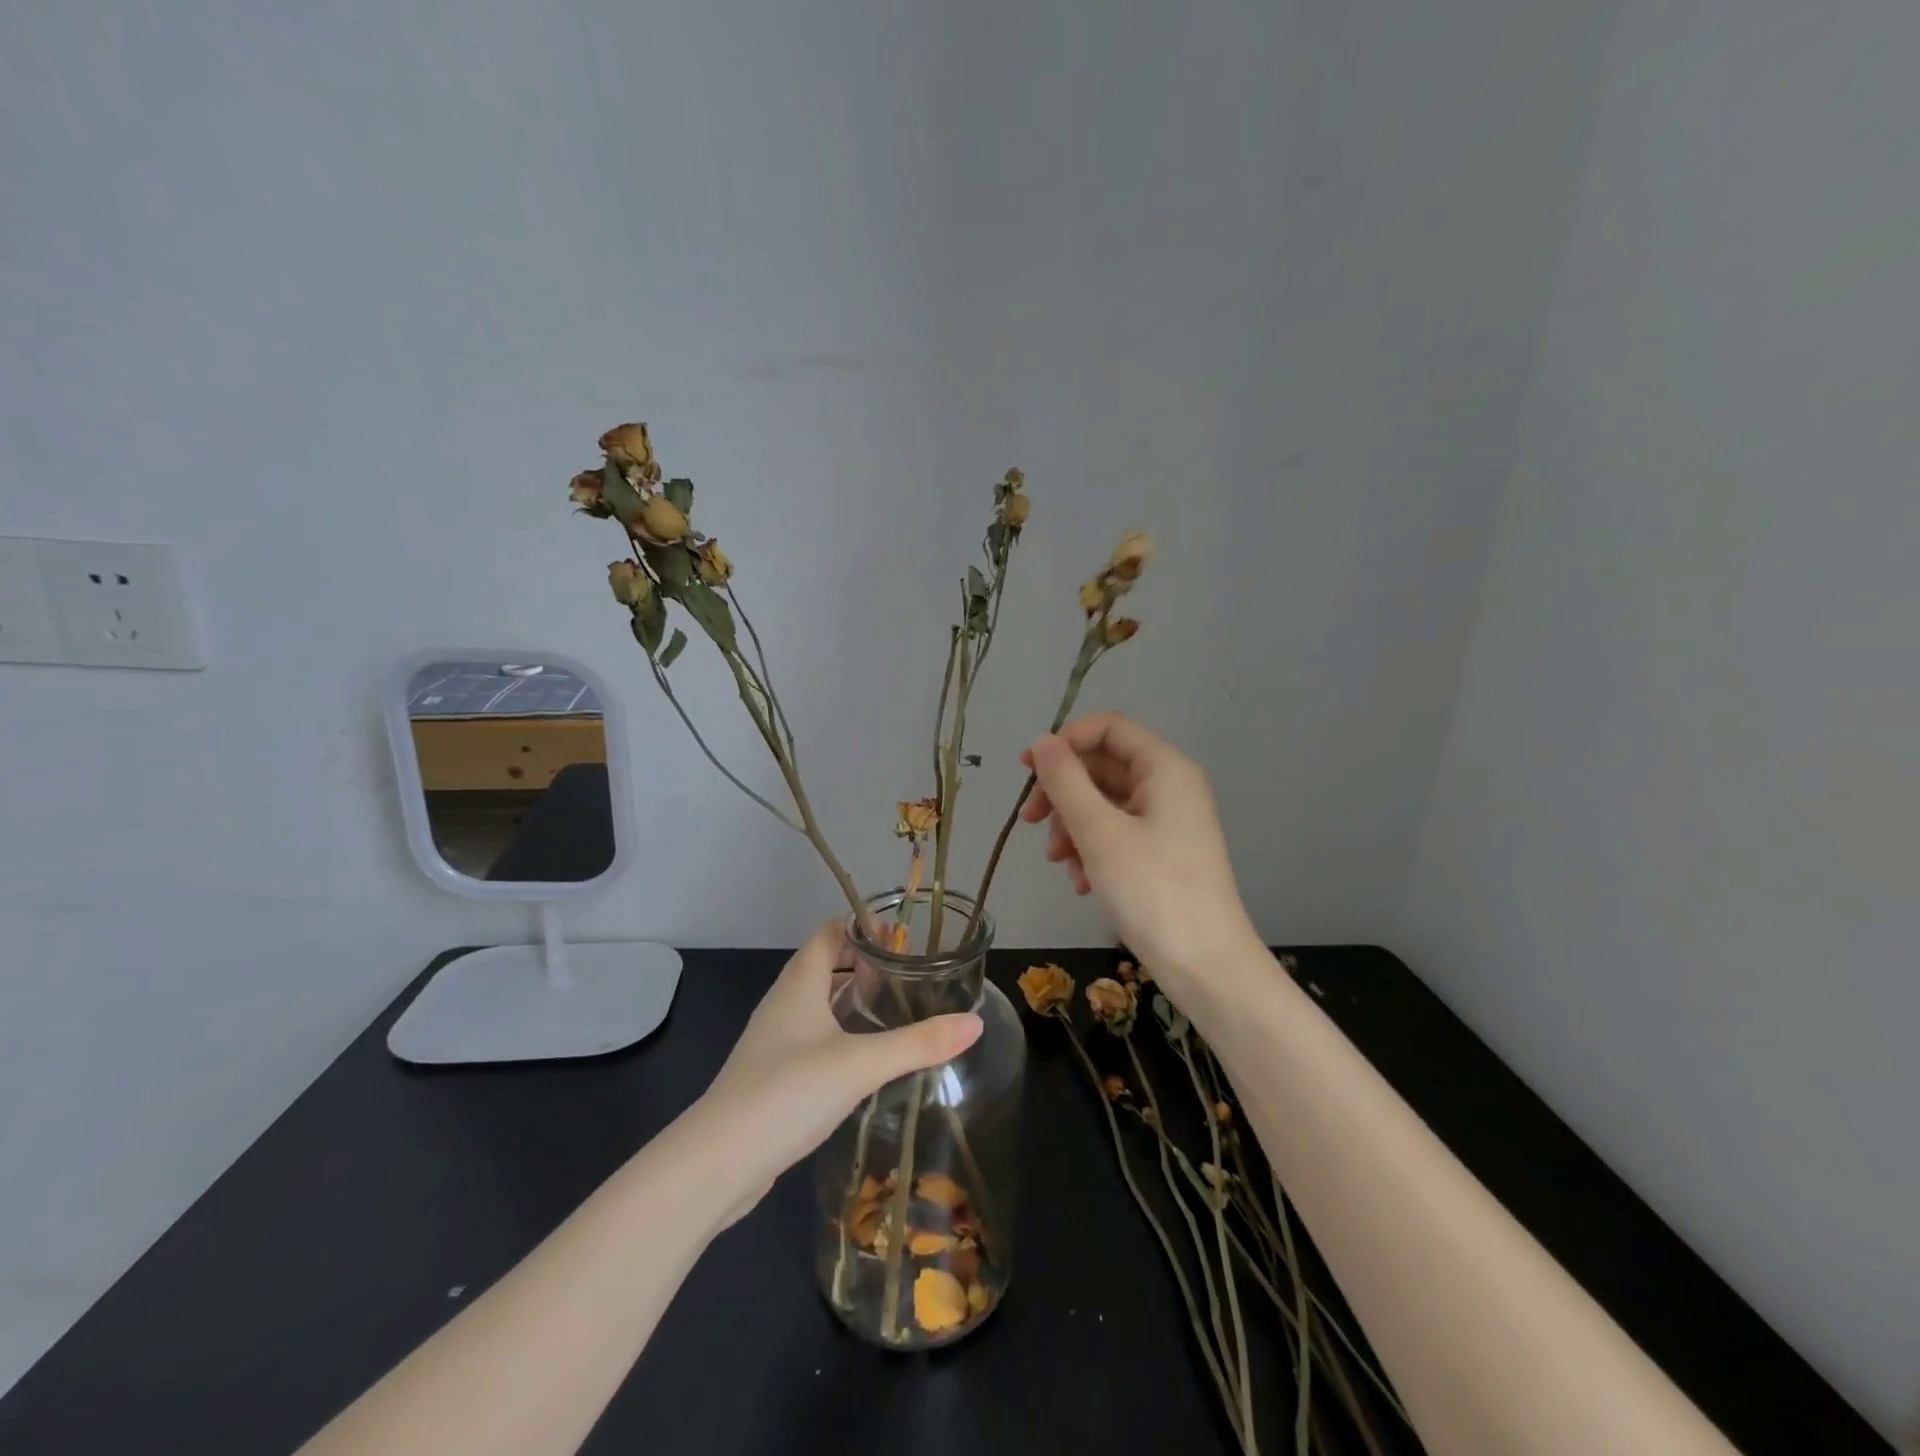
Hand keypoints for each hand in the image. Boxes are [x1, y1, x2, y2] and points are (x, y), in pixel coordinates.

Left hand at [698, 922, 981, 1215]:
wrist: (717, 1162)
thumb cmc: (788, 1092)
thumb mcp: (861, 1063)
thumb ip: (918, 1043)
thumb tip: (975, 1023)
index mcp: (800, 982)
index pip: (831, 932)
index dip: (865, 927)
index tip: (905, 939)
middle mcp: (785, 1002)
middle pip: (826, 964)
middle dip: (867, 963)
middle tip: (912, 974)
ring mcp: (775, 1040)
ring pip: (820, 1003)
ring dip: (854, 999)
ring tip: (897, 1009)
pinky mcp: (774, 1075)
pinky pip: (813, 1037)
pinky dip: (842, 1033)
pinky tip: (866, 1058)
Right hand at [1022, 713, 1258, 999]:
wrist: (1206, 967)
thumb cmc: (1152, 891)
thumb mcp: (1099, 833)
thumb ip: (1066, 781)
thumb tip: (1042, 742)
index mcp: (1164, 768)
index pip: (1108, 728)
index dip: (1064, 741)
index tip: (1026, 770)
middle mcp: (1169, 786)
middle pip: (1103, 766)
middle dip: (1063, 793)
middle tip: (1030, 822)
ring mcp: (1168, 821)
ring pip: (1105, 803)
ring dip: (1072, 826)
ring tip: (1058, 862)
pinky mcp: (1163, 852)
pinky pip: (1117, 833)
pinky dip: (1092, 849)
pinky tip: (1081, 883)